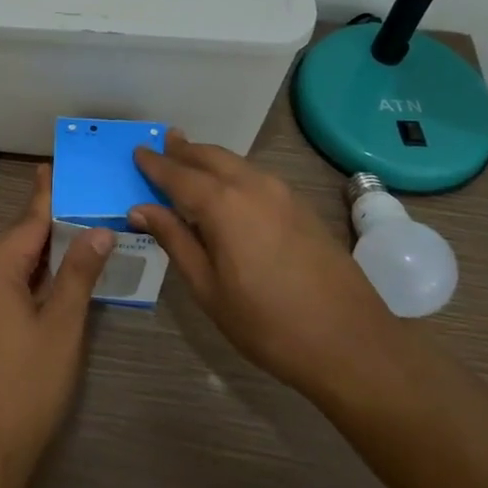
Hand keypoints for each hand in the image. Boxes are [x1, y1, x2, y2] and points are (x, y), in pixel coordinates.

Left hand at [0, 165, 113, 481]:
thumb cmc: (26, 386)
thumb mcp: (62, 327)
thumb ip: (78, 273)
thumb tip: (98, 230)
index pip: (30, 221)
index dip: (47, 194)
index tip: (54, 166)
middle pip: (15, 239)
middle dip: (46, 227)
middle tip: (80, 213)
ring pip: (3, 263)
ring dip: (34, 256)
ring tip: (69, 246)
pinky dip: (19, 278)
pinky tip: (42, 287)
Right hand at [131, 130, 399, 395]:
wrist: (350, 343)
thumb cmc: (267, 324)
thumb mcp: (208, 288)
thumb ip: (175, 241)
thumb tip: (141, 209)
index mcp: (223, 204)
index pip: (178, 174)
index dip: (155, 164)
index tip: (137, 152)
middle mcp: (252, 186)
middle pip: (210, 156)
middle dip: (184, 150)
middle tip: (164, 144)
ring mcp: (282, 193)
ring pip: (236, 163)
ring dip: (210, 159)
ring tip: (191, 160)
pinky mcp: (302, 206)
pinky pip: (256, 176)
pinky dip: (234, 172)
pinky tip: (228, 188)